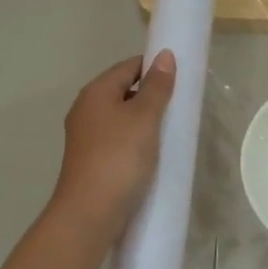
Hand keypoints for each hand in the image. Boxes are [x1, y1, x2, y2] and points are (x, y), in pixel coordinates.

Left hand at [50, 52, 175, 242]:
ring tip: (172, 131)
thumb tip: (165, 55)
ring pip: (121, 118)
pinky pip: (118, 141)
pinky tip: (153, 154)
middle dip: (151, 96)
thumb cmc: (118, 158)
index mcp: (95, 93)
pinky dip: (136, 141)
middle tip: (180, 107)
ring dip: (145, 122)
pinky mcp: (92, 161)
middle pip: (123, 92)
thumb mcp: (144, 119)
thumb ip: (156, 87)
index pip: (128, 67)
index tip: (181, 79)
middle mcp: (86, 110)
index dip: (154, 68)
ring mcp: (86, 137)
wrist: (90, 213)